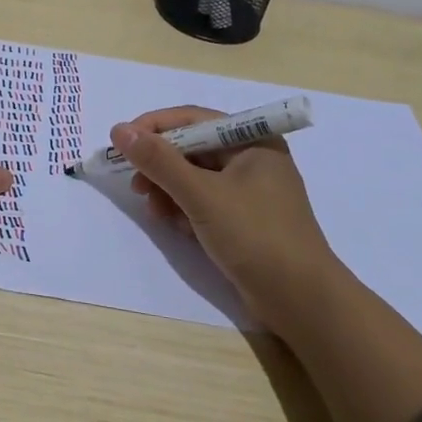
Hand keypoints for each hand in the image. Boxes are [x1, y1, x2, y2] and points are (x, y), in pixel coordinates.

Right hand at [111, 106, 335, 332]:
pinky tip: (174, 225)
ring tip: (153, 210)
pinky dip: (184, 208)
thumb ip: (159, 161)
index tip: (121, 143)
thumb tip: (119, 130)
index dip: (154, 127)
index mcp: (253, 140)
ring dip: (168, 189)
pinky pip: (204, 201)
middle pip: (192, 148)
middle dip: (160, 165)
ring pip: (195, 176)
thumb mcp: (202, 195)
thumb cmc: (255, 236)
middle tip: (135, 184)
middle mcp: (253, 158)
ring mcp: (250, 191)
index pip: (193, 119)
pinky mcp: (244, 219)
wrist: (302, 302)